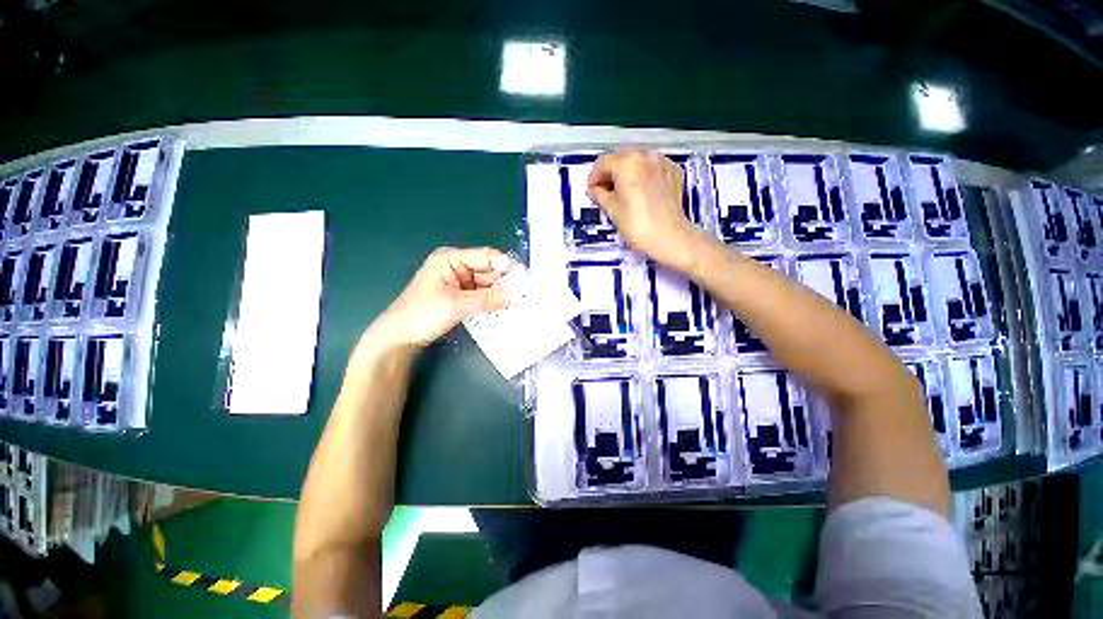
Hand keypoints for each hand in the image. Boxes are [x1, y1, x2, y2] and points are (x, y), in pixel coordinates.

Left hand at [366, 247, 514, 351]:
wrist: (398, 339)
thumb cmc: (421, 315)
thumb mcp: (457, 305)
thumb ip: (489, 300)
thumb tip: (518, 296)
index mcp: (450, 259)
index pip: (486, 257)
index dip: (506, 266)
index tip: (526, 279)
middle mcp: (457, 268)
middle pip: (488, 271)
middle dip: (505, 284)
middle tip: (526, 296)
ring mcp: (459, 283)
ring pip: (487, 286)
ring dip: (500, 295)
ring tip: (520, 304)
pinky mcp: (460, 298)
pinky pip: (482, 297)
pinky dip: (492, 303)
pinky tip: (505, 310)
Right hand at [587, 150, 704, 270]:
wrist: (669, 237)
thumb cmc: (636, 225)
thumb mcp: (612, 210)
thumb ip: (600, 195)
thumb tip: (594, 190)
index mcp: (627, 162)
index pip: (602, 163)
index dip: (593, 178)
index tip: (591, 192)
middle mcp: (645, 155)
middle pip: (620, 158)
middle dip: (610, 173)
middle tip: (605, 192)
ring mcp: (662, 162)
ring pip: (637, 160)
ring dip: (626, 172)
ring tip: (622, 192)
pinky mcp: (673, 172)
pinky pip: (652, 167)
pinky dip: (643, 174)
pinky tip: (640, 191)